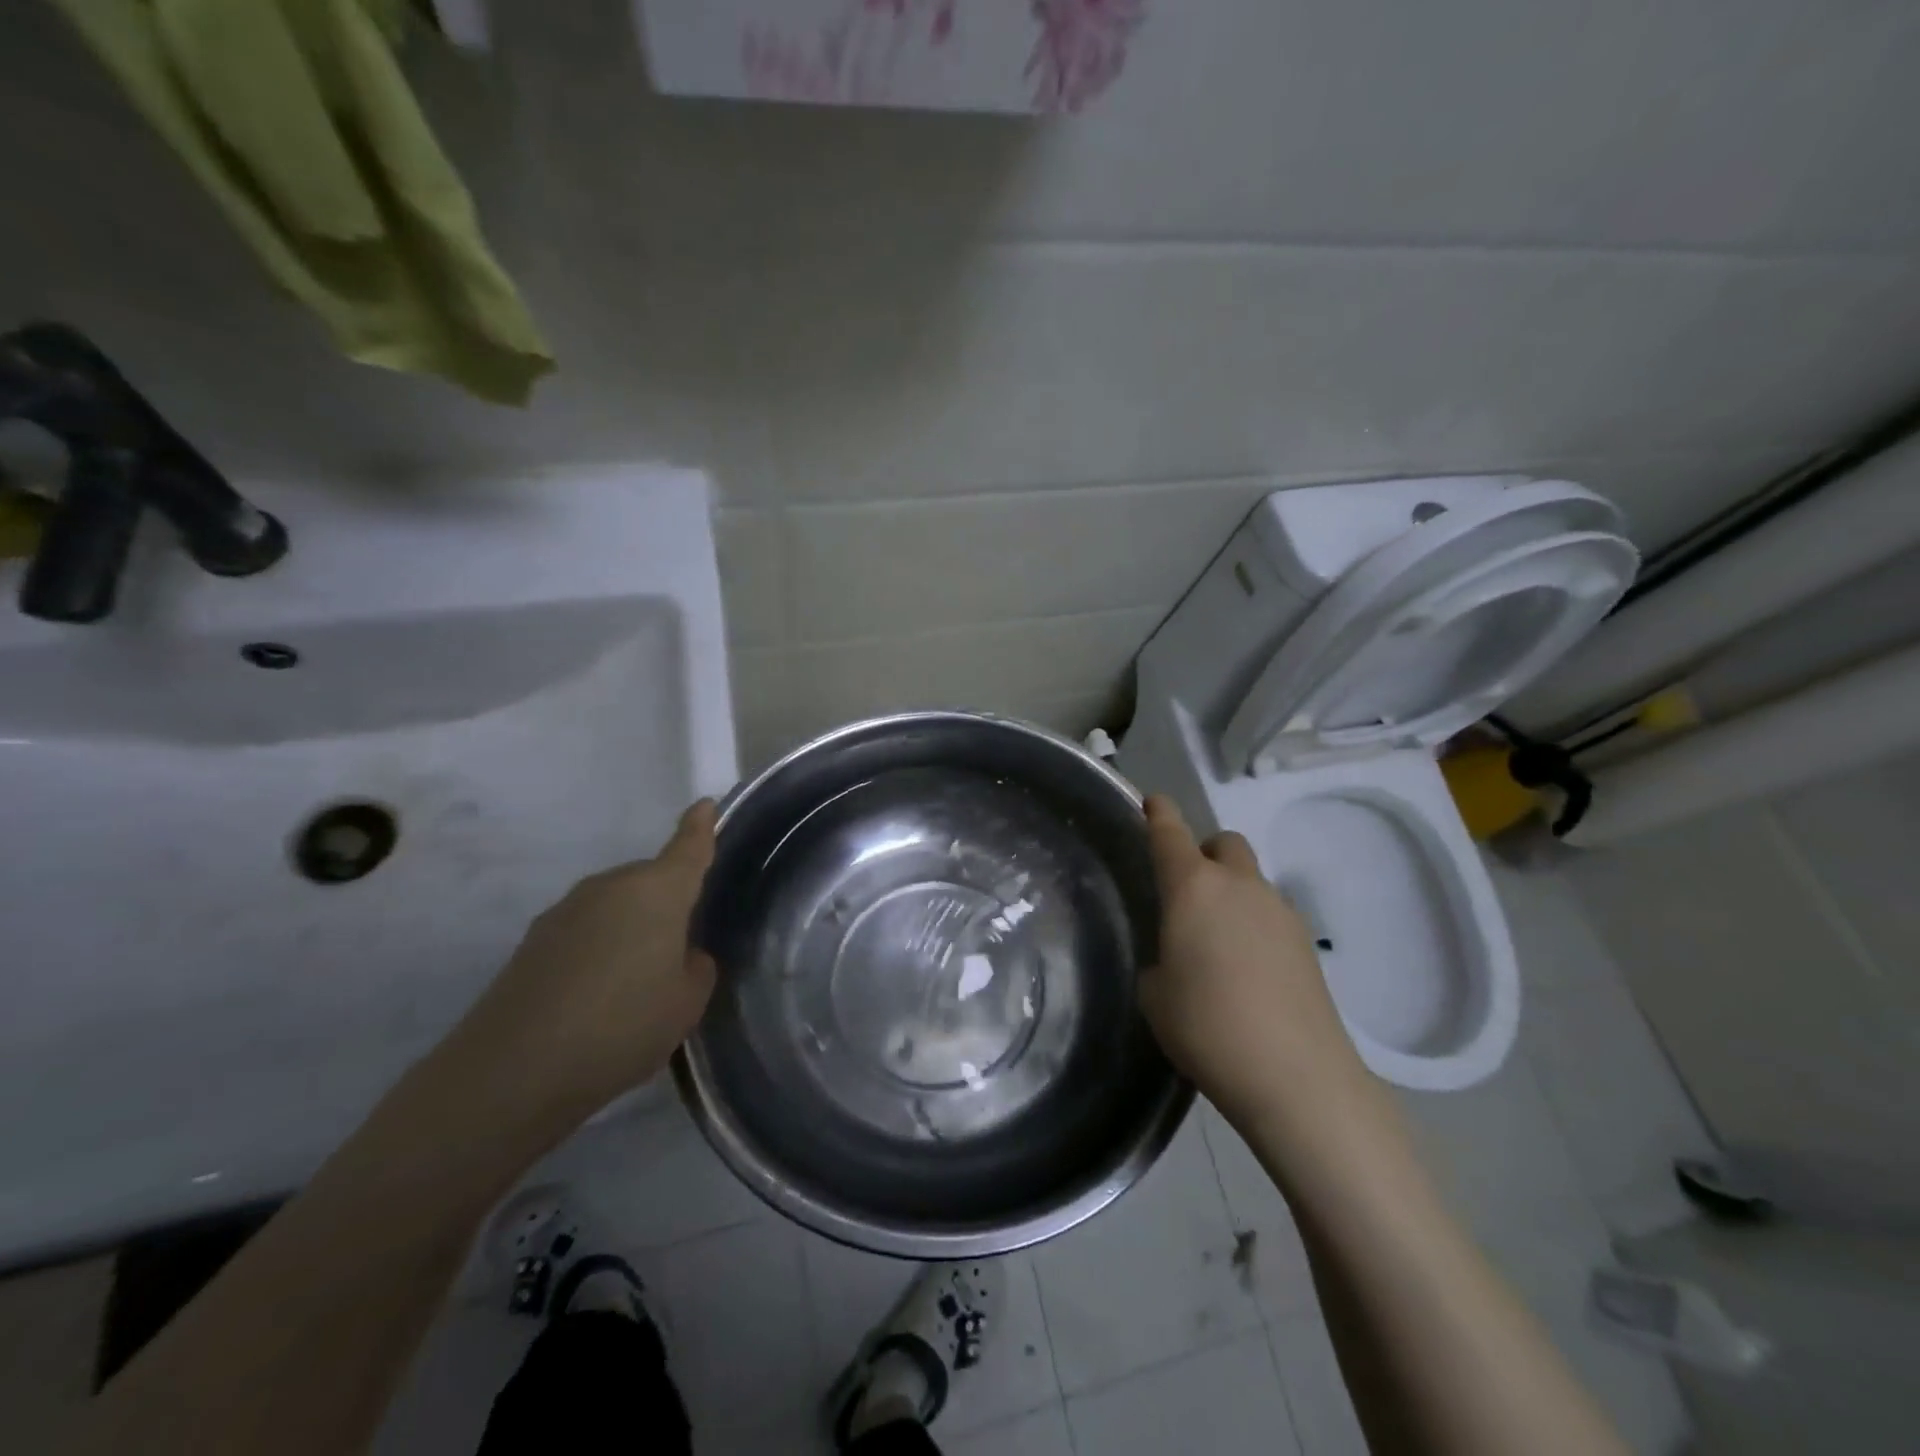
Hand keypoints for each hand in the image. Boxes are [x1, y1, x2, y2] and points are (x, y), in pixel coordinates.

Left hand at [437, 799, 719, 1137]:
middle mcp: (611, 886)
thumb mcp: (686, 1003)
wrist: (513, 1070)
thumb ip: (695, 967)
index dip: (700, 826)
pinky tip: (594, 997)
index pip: (688, 847)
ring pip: (616, 906)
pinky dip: (598, 949)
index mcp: (657, 891)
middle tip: (676, 951)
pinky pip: (585, 930)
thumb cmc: (622, 1025)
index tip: (705, 804)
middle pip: (650, 881)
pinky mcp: (534, 940)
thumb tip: (679, 953)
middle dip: (667, 903)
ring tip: (633, 984)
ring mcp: (566, 910)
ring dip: (630, 928)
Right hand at [1138, 795, 1370, 1131]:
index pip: (1170, 834)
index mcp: (1193, 888)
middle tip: (1188, 892)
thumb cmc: (1205, 1026)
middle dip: (1205, 853)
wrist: (1294, 1075)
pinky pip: (1270, 916)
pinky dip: (1254, 926)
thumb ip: (1161, 960)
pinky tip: (1247, 972)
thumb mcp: (1155, 994)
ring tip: (1217, 945)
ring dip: (1231, 894)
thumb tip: (1178, 959)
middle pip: (1224, 844)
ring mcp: (1280, 912)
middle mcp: (1239, 887)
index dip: (1159, 814)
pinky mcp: (1306, 944)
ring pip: (1250, 881)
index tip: (1153, 802)